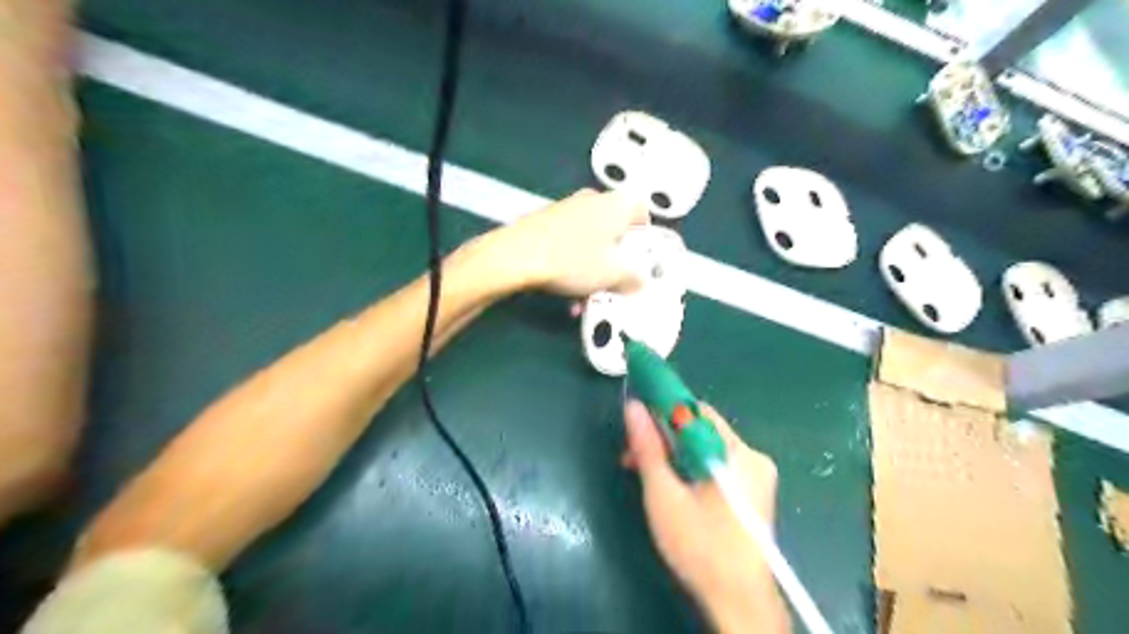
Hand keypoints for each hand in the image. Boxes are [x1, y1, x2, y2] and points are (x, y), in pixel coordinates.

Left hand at [490, 188, 647, 296]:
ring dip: (592, 269)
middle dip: (615, 261)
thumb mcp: (612, 275)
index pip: (642, 210)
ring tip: (585, 298)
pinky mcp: (545, 221)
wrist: (515, 256)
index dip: (645, 236)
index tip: (641, 260)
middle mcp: (593, 200)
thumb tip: (640, 281)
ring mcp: (566, 208)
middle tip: (614, 284)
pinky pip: (570, 244)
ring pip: (591, 241)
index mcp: (616, 204)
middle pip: (615, 229)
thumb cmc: (573, 260)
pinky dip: (573, 265)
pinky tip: (565, 292)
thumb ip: (634, 278)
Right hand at [621, 404, 787, 632]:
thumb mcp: (664, 494)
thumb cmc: (699, 546)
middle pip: (699, 432)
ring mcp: (755, 477)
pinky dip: (690, 470)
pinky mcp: (753, 494)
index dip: (662, 411)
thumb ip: (648, 448)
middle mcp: (752, 457)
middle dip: (663, 440)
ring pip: (705, 450)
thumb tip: (633, 407)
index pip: (695, 412)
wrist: (737, 601)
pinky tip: (671, 488)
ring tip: (646, 477)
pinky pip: (715, 467)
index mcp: (737, 453)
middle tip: (633, 459)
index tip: (636, 423)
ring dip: (673, 457)